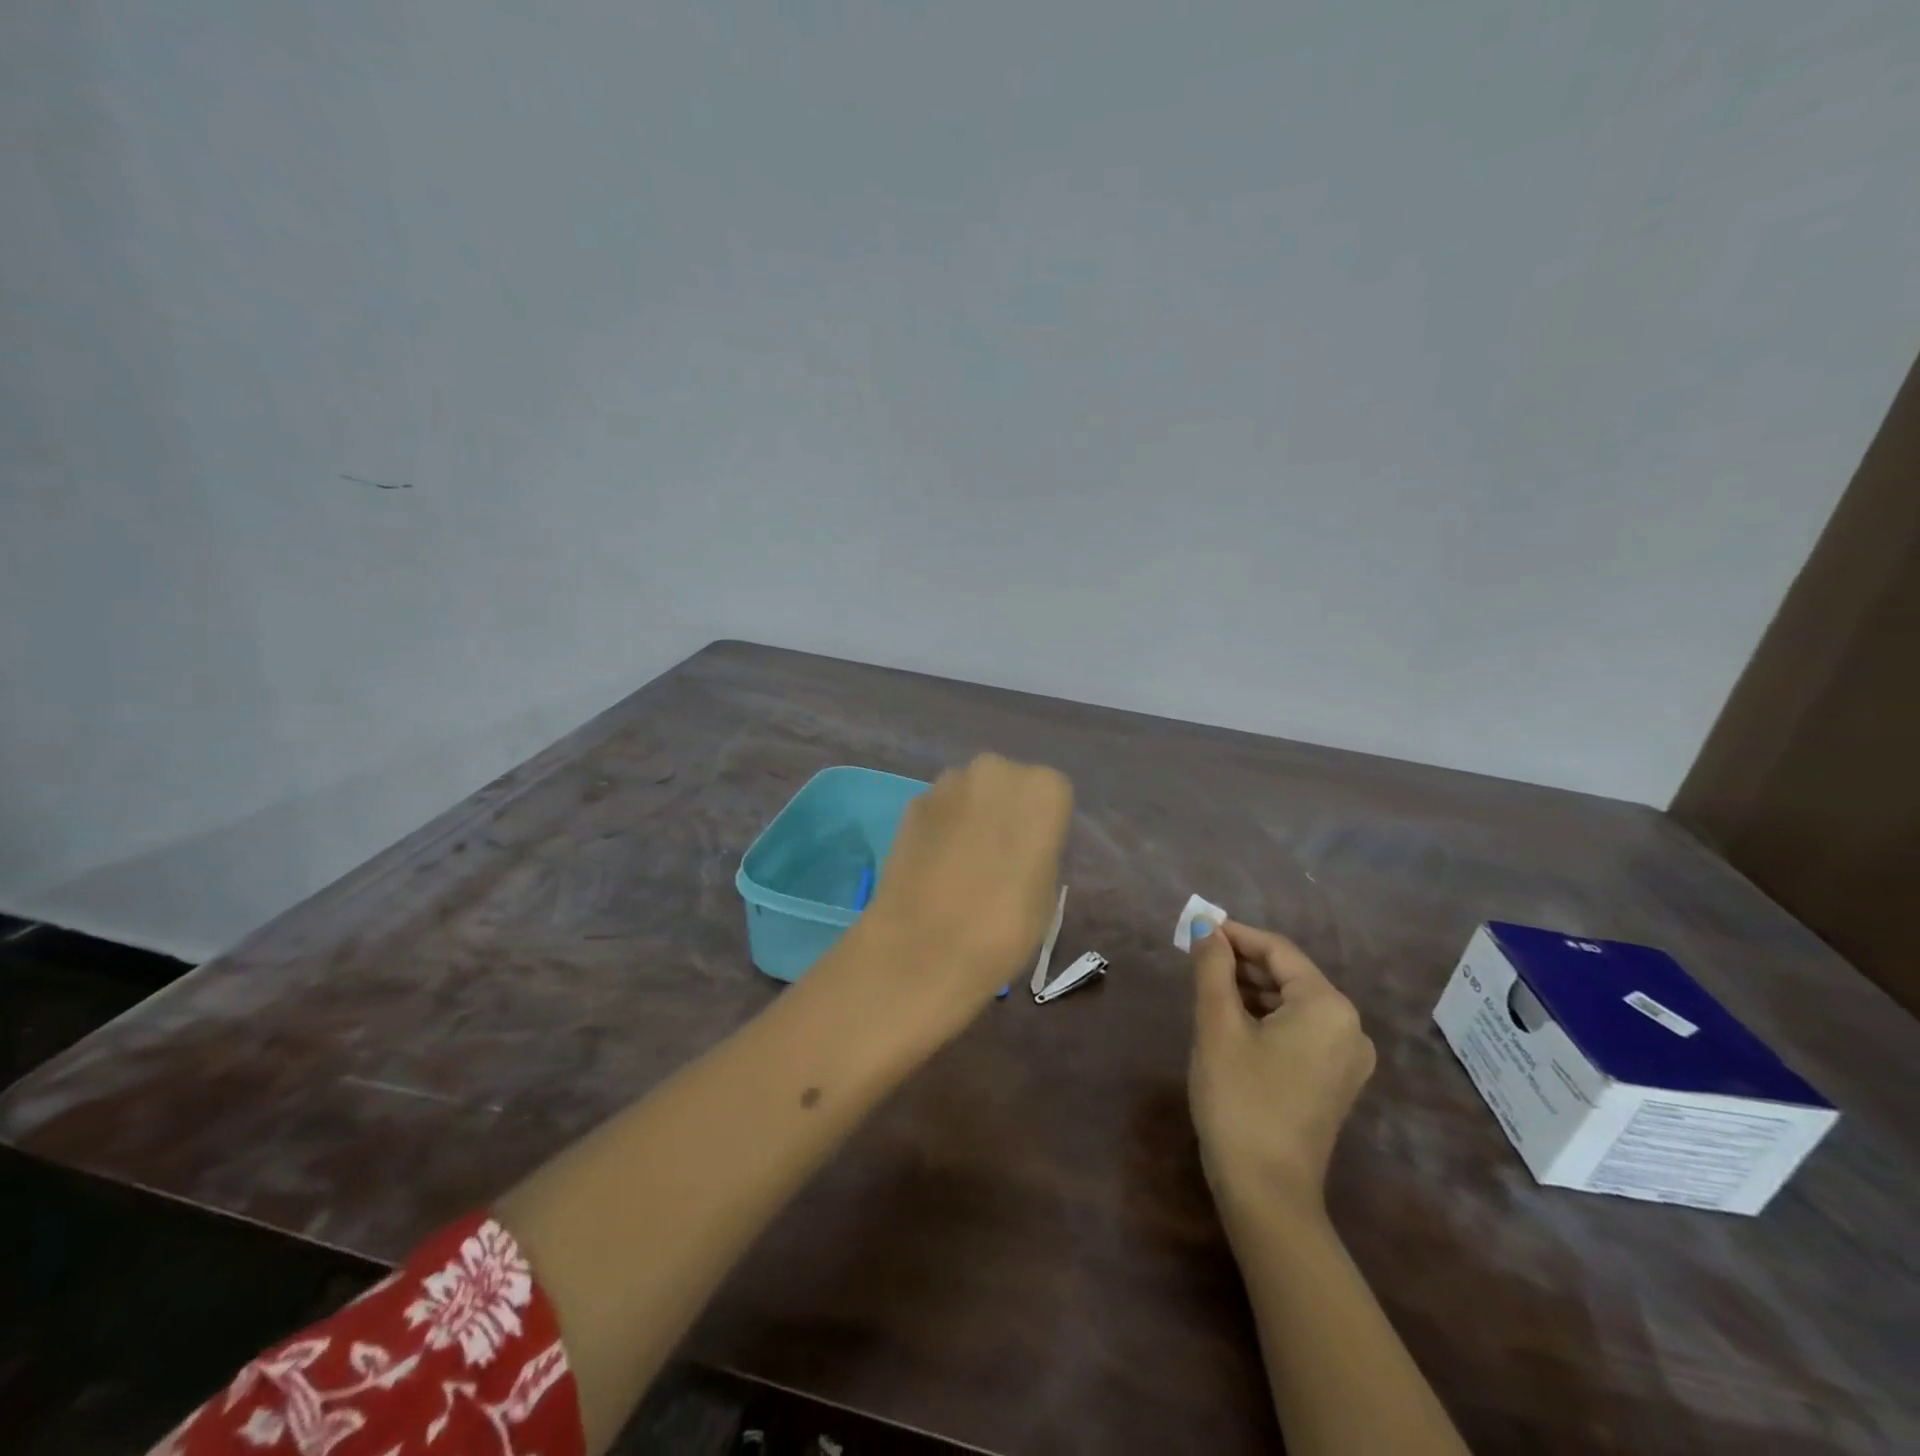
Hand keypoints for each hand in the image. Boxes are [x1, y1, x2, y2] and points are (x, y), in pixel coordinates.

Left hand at [852, 753, 1072, 1037]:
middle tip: (999, 856)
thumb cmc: (1005, 926)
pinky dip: (939, 830)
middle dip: (1003, 811)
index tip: (1033, 856)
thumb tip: (1019, 850)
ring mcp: (947, 783)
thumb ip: (1037, 853)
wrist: (925, 949)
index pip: (1052, 796)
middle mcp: (995, 770)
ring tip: (963, 864)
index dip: (1043, 827)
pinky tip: (934, 867)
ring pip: (969, 793)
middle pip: (1007, 784)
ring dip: (969, 817)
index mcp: (1043, 788)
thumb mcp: (1047, 893)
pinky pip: (938, 811)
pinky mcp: (911, 804)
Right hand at [1188, 920, 1375, 1223]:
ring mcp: (1347, 1058)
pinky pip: (1300, 1031)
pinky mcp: (1335, 1082)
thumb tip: (1205, 926)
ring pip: (1293, 1003)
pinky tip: (1233, 1019)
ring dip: (1252, 989)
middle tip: (1196, 957)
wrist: (1266, 1192)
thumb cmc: (1239, 1098)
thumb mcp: (1217, 1025)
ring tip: (1208, 985)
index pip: (1278, 950)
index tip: (1197, 929)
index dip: (1235, 935)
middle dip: (1242, 962)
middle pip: (1289, 975)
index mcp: (1328, 1006)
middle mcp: (1349, 1026)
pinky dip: (1267, 1017)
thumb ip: (1212, 968)